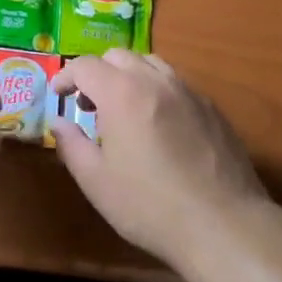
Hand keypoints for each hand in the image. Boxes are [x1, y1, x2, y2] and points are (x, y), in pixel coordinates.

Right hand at [49, 50, 269, 270]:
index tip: (58, 95)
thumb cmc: (151, 206)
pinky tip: (159, 124)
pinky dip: (157, 90)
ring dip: (129, 76)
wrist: (224, 225)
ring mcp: (186, 90)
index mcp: (121, 92)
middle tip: (89, 105)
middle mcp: (154, 79)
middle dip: (97, 73)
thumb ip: (71, 145)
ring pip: (150, 63)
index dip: (66, 76)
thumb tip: (58, 123)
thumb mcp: (97, 182)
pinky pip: (175, 83)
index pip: (85, 65)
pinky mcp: (210, 106)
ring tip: (124, 109)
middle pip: (117, 56)